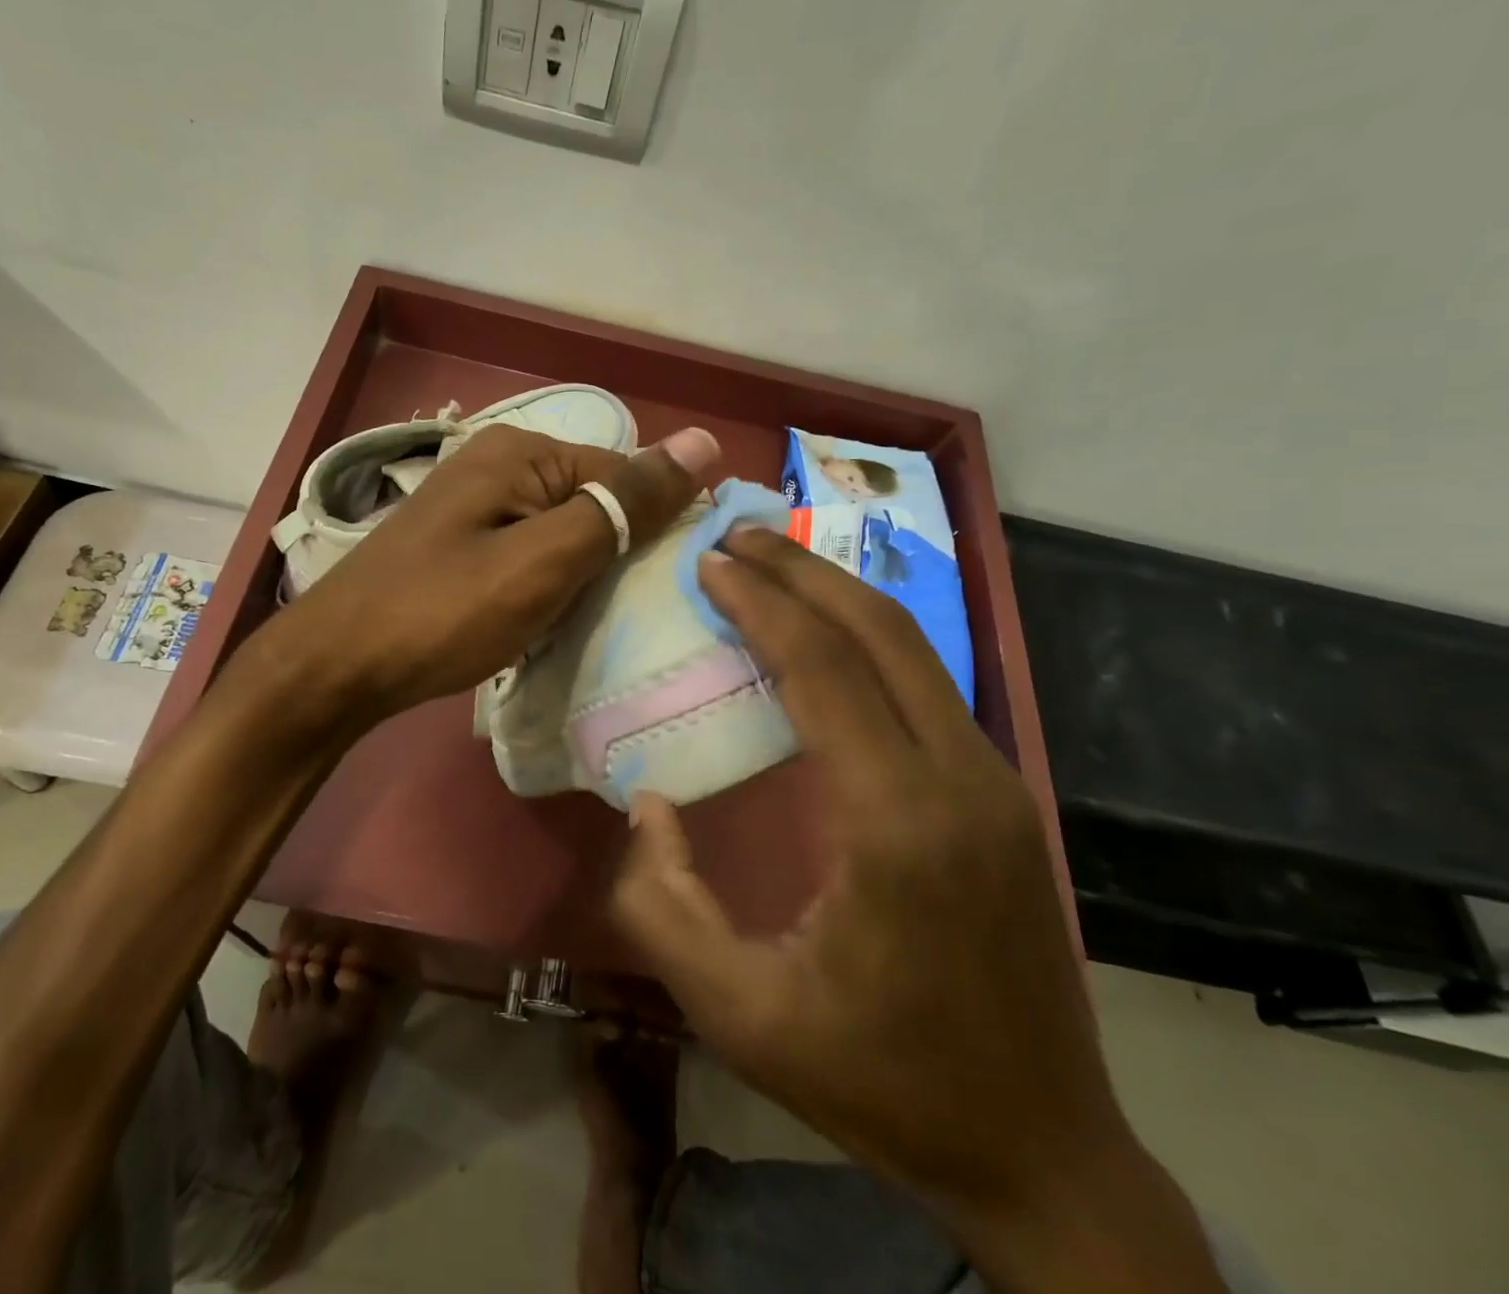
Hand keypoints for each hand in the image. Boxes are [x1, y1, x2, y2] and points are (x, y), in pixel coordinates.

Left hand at [274, 422, 718, 724]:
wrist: (338, 666)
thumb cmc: (444, 612)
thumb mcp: (545, 559)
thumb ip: (623, 504)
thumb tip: (704, 440)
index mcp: (523, 453)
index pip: (625, 476)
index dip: (654, 530)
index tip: (668, 591)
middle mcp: (499, 466)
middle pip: (593, 504)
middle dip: (614, 559)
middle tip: (624, 616)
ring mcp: (476, 507)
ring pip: (563, 536)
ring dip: (582, 579)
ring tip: (589, 625)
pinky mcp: (462, 546)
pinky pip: (529, 556)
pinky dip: (548, 588)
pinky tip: (549, 623)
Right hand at [611, 527, 1227, 1291]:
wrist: (1040, 1151)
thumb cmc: (881, 1082)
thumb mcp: (740, 1014)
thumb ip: (664, 905)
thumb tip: (648, 802)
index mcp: (898, 823)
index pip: (824, 671)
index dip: (762, 605)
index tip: (710, 562)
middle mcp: (961, 780)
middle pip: (880, 633)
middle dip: (802, 572)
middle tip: (736, 537)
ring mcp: (995, 783)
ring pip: (914, 650)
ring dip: (838, 596)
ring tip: (773, 566)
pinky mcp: (1002, 795)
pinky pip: (928, 686)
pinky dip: (868, 641)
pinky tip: (826, 636)